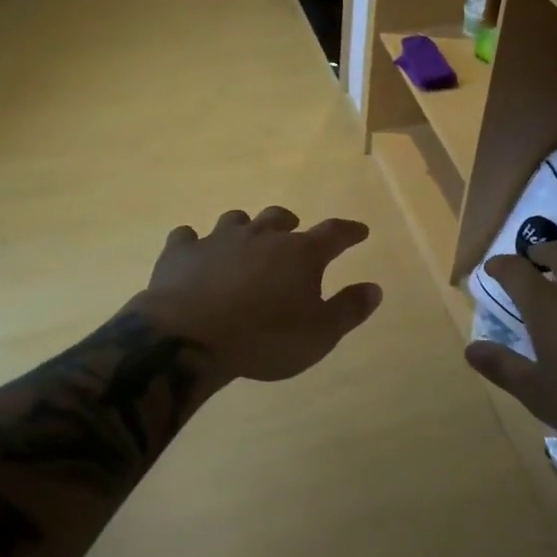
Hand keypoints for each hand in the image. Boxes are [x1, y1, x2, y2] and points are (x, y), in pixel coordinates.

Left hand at [128, 207, 382, 382]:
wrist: (190, 338)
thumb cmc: (264, 338)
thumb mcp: (319, 334)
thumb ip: (349, 309)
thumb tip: (375, 288)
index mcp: (299, 253)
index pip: (334, 233)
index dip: (349, 231)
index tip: (360, 231)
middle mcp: (261, 236)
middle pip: (279, 218)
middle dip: (289, 223)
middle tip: (292, 232)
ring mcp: (218, 239)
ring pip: (235, 220)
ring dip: (244, 228)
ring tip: (245, 241)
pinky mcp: (181, 252)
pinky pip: (188, 237)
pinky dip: (194, 243)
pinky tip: (193, 252)